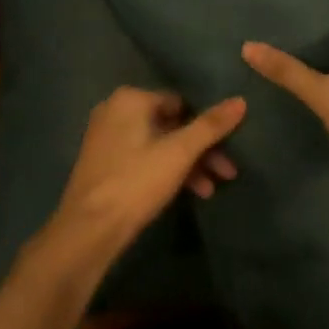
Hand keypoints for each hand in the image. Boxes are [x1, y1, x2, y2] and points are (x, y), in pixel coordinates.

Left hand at [43, 87, 245, 265]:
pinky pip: (143, 157)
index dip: (207, 126)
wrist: (88, 229)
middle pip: (170, 124)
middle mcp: (116, 109)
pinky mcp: (104, 161)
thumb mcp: (179, 153)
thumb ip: (210, 126)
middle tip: (227, 173)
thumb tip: (240, 100)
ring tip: (211, 190)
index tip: (229, 149)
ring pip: (158, 143)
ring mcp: (107, 136)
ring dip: (186, 164)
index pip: (180, 102)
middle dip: (200, 150)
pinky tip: (187, 193)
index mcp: (131, 98)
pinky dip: (165, 170)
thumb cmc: (135, 182)